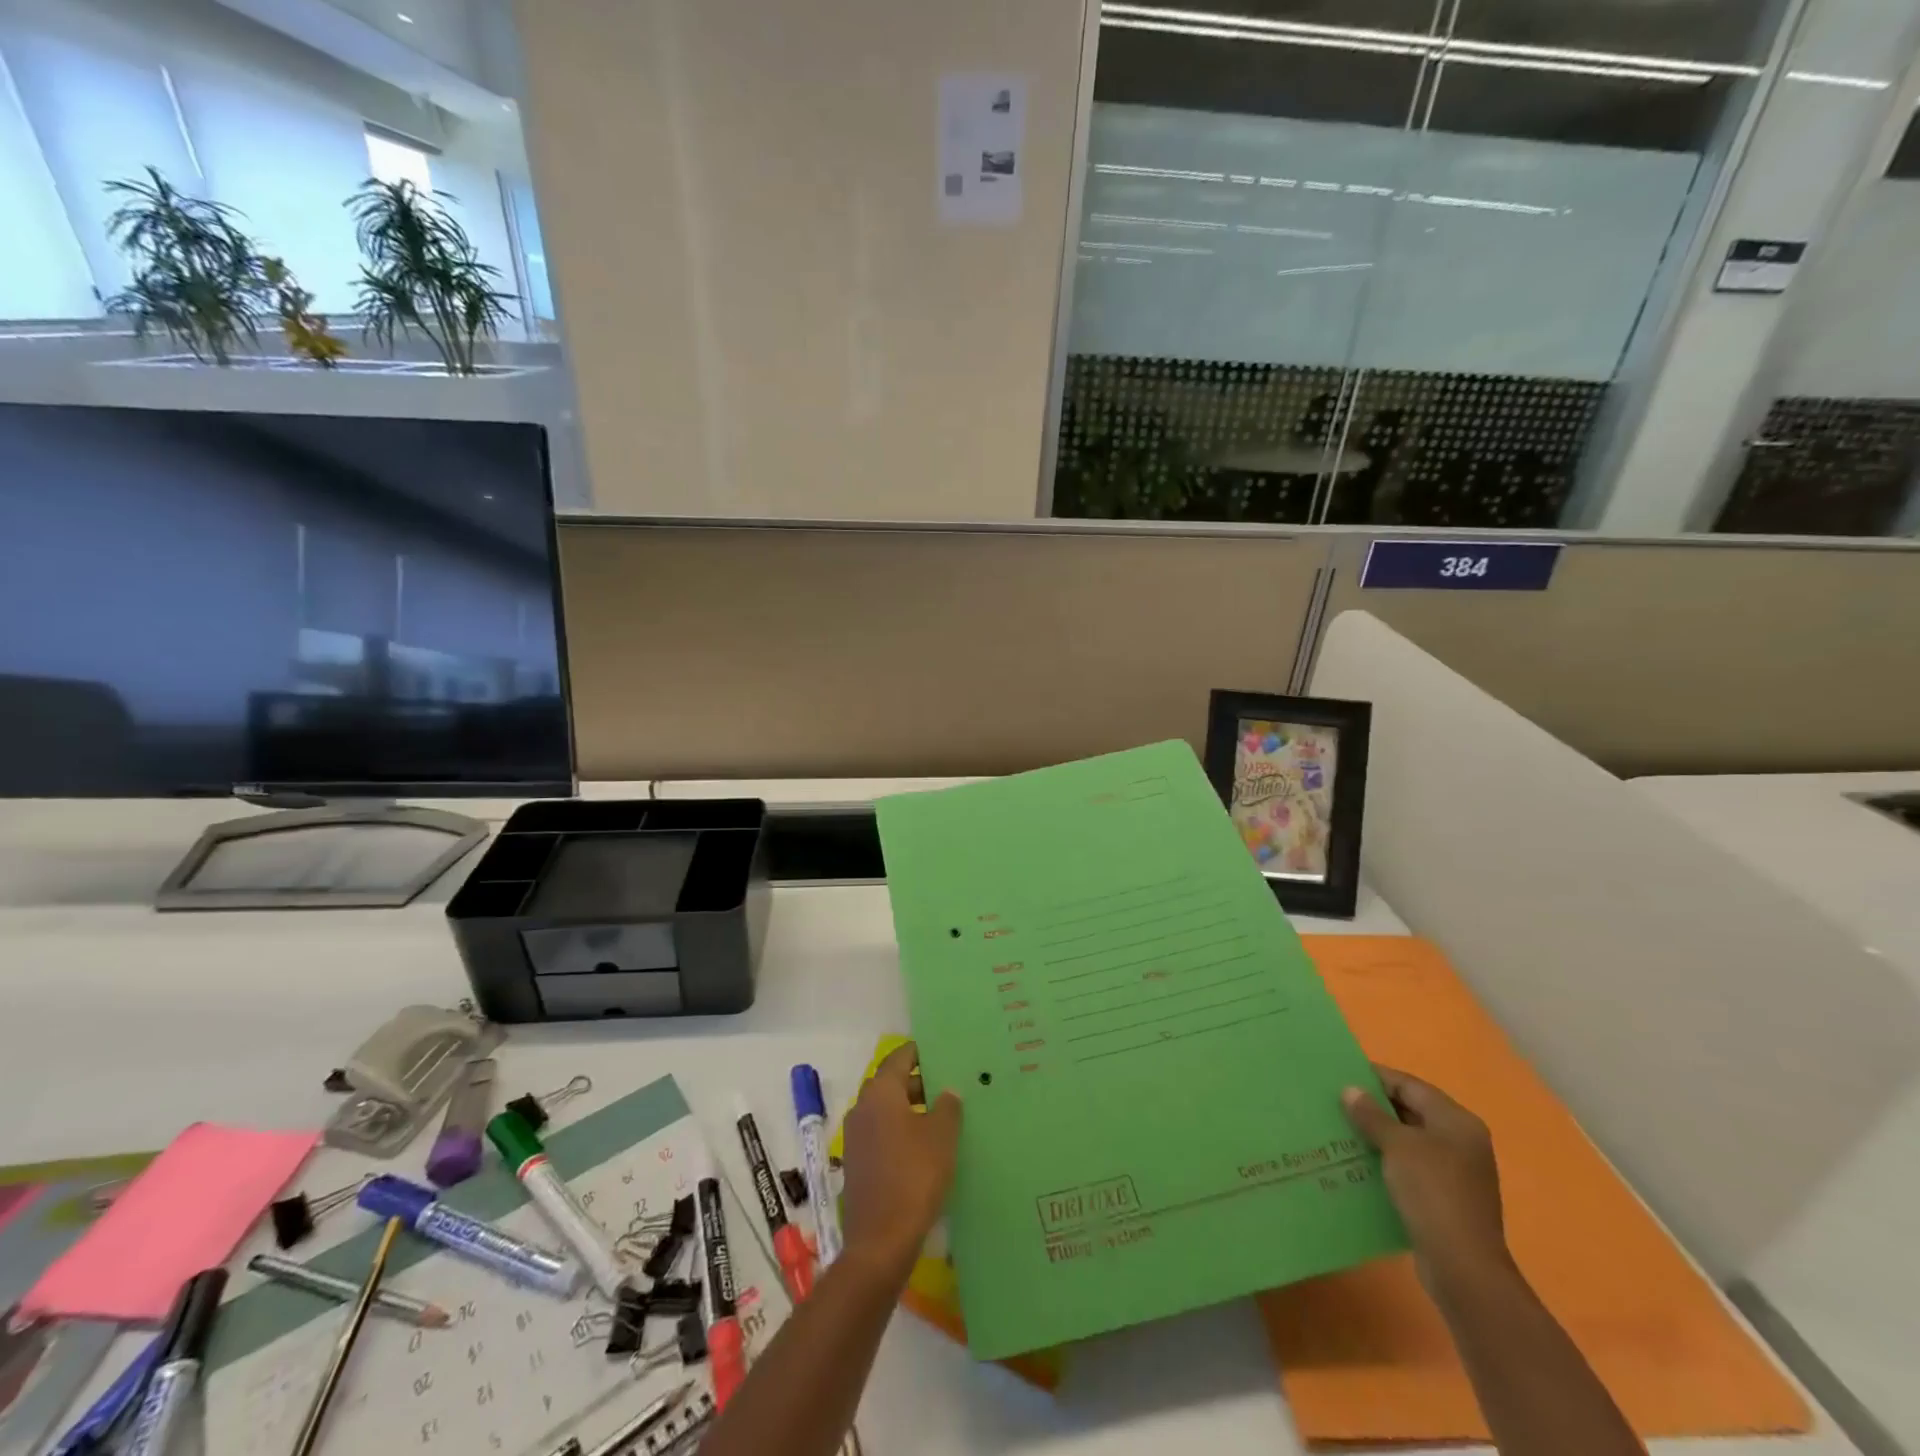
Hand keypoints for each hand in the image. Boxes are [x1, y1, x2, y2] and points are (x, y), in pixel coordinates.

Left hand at [840, 1042, 962, 1275]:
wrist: (880, 1240)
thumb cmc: (914, 1176)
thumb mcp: (941, 1137)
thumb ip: (948, 1107)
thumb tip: (947, 1091)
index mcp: (880, 1093)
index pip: (899, 1058)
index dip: (919, 1052)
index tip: (940, 1052)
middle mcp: (862, 1108)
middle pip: (890, 1083)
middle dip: (917, 1082)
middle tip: (947, 1086)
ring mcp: (855, 1137)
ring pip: (885, 1110)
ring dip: (909, 1108)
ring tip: (941, 1117)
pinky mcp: (857, 1163)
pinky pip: (880, 1133)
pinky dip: (900, 1131)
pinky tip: (923, 1147)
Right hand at [1342, 1065, 1513, 1300]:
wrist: (1463, 1267)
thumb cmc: (1433, 1193)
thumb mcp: (1397, 1146)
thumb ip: (1372, 1115)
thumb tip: (1350, 1090)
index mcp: (1457, 1122)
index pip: (1410, 1086)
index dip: (1376, 1078)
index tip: (1341, 1074)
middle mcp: (1461, 1142)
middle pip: (1411, 1111)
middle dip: (1374, 1107)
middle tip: (1335, 1101)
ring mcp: (1455, 1172)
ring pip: (1408, 1141)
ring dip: (1377, 1135)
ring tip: (1340, 1129)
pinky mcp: (1444, 1198)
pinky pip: (1409, 1167)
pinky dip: (1385, 1161)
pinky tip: (1358, 1162)